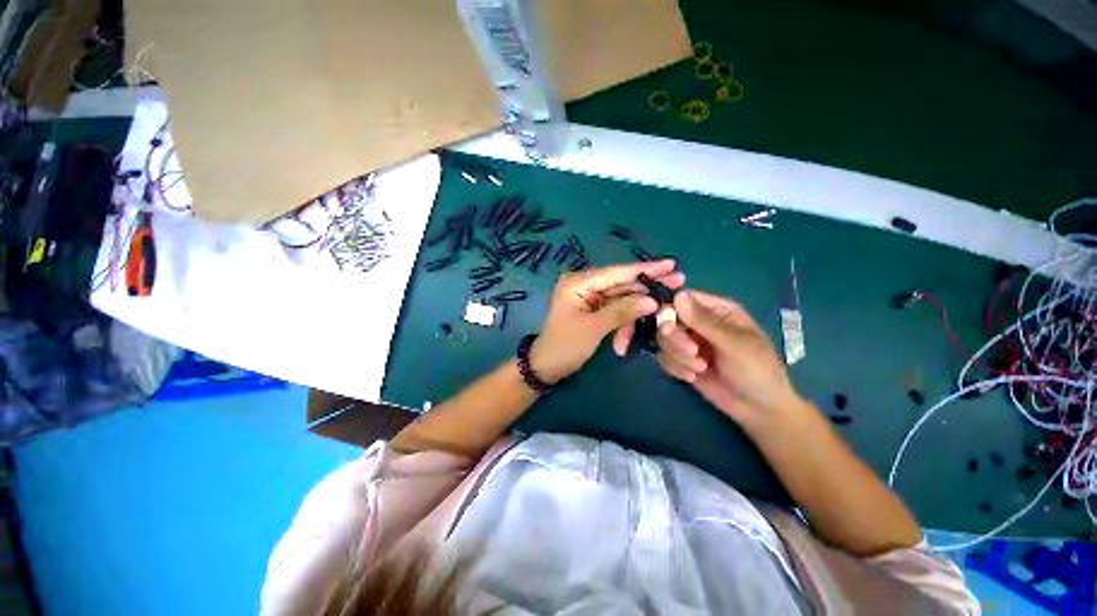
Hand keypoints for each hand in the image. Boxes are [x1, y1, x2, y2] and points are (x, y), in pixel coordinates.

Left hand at [531, 260, 685, 383]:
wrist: (546, 366)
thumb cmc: (565, 345)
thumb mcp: (594, 328)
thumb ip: (623, 311)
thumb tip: (652, 301)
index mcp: (579, 282)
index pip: (617, 272)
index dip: (645, 269)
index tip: (671, 264)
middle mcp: (584, 284)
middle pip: (622, 285)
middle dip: (645, 295)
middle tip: (676, 290)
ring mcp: (589, 297)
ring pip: (621, 301)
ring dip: (629, 320)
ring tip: (626, 342)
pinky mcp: (593, 309)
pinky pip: (615, 311)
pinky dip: (621, 326)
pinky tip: (620, 344)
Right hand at [653, 290, 802, 425]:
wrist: (759, 410)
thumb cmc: (757, 370)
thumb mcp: (734, 344)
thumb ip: (704, 321)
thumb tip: (678, 295)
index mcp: (717, 310)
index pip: (683, 298)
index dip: (671, 309)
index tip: (670, 325)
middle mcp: (699, 322)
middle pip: (667, 319)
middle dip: (676, 338)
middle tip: (693, 352)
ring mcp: (689, 342)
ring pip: (663, 339)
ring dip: (677, 356)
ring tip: (700, 368)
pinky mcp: (682, 360)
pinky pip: (664, 357)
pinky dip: (675, 367)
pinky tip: (692, 377)